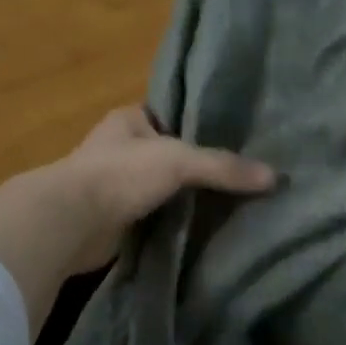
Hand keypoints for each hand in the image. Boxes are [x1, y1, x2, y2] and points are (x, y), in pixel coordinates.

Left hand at [0, 107, 273, 334]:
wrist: (70, 223)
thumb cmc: (121, 174)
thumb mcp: (180, 161)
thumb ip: (224, 167)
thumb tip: (275, 178)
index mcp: (128, 120)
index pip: (170, 116)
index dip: (198, 127)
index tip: (233, 140)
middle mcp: (119, 148)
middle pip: (168, 154)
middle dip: (195, 167)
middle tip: (238, 177)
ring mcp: (114, 185)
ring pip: (160, 187)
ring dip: (183, 197)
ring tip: (228, 204)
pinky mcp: (113, 219)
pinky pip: (152, 216)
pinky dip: (171, 222)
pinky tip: (199, 228)